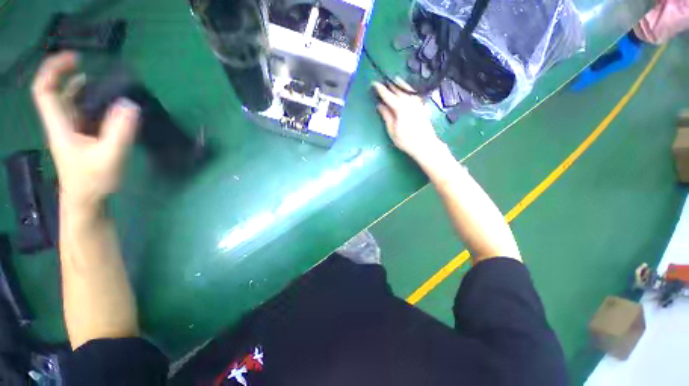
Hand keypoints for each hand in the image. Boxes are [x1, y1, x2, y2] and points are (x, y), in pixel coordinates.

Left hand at [32, 52, 139, 210]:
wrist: (86, 201)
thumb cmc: (93, 181)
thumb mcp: (109, 156)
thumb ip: (120, 131)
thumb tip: (130, 104)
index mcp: (60, 125)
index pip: (45, 90)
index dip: (54, 70)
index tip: (76, 59)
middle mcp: (61, 123)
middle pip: (53, 91)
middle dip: (64, 73)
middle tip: (86, 63)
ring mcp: (70, 131)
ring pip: (66, 101)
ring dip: (76, 86)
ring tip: (97, 78)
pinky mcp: (80, 137)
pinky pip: (78, 111)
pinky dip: (86, 100)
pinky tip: (102, 101)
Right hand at [372, 78, 444, 160]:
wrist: (425, 145)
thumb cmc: (406, 140)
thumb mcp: (392, 130)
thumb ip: (386, 116)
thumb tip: (380, 105)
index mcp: (400, 108)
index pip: (388, 95)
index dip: (380, 89)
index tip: (373, 83)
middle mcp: (409, 102)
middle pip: (398, 90)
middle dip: (390, 84)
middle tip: (383, 81)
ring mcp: (417, 103)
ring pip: (408, 90)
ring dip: (401, 84)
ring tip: (395, 79)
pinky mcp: (422, 107)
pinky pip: (414, 94)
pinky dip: (410, 89)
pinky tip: (408, 90)